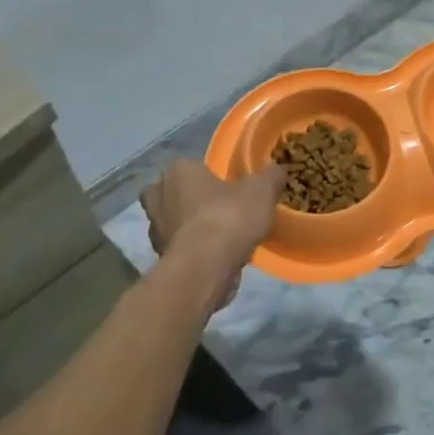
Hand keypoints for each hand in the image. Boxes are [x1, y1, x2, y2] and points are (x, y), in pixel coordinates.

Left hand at [139, 159, 285, 308]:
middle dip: (193, 201)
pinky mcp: (160, 256)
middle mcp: (159, 195)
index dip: (212, 177)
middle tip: (221, 210)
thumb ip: (270, 175)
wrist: (206, 268)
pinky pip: (180, 247)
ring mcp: (155, 228)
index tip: (231, 189)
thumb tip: (277, 169)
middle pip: (178, 193)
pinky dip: (193, 250)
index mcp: (179, 171)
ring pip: (176, 221)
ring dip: (192, 227)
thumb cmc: (229, 217)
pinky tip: (215, 256)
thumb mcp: (262, 190)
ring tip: (222, 236)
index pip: (193, 166)